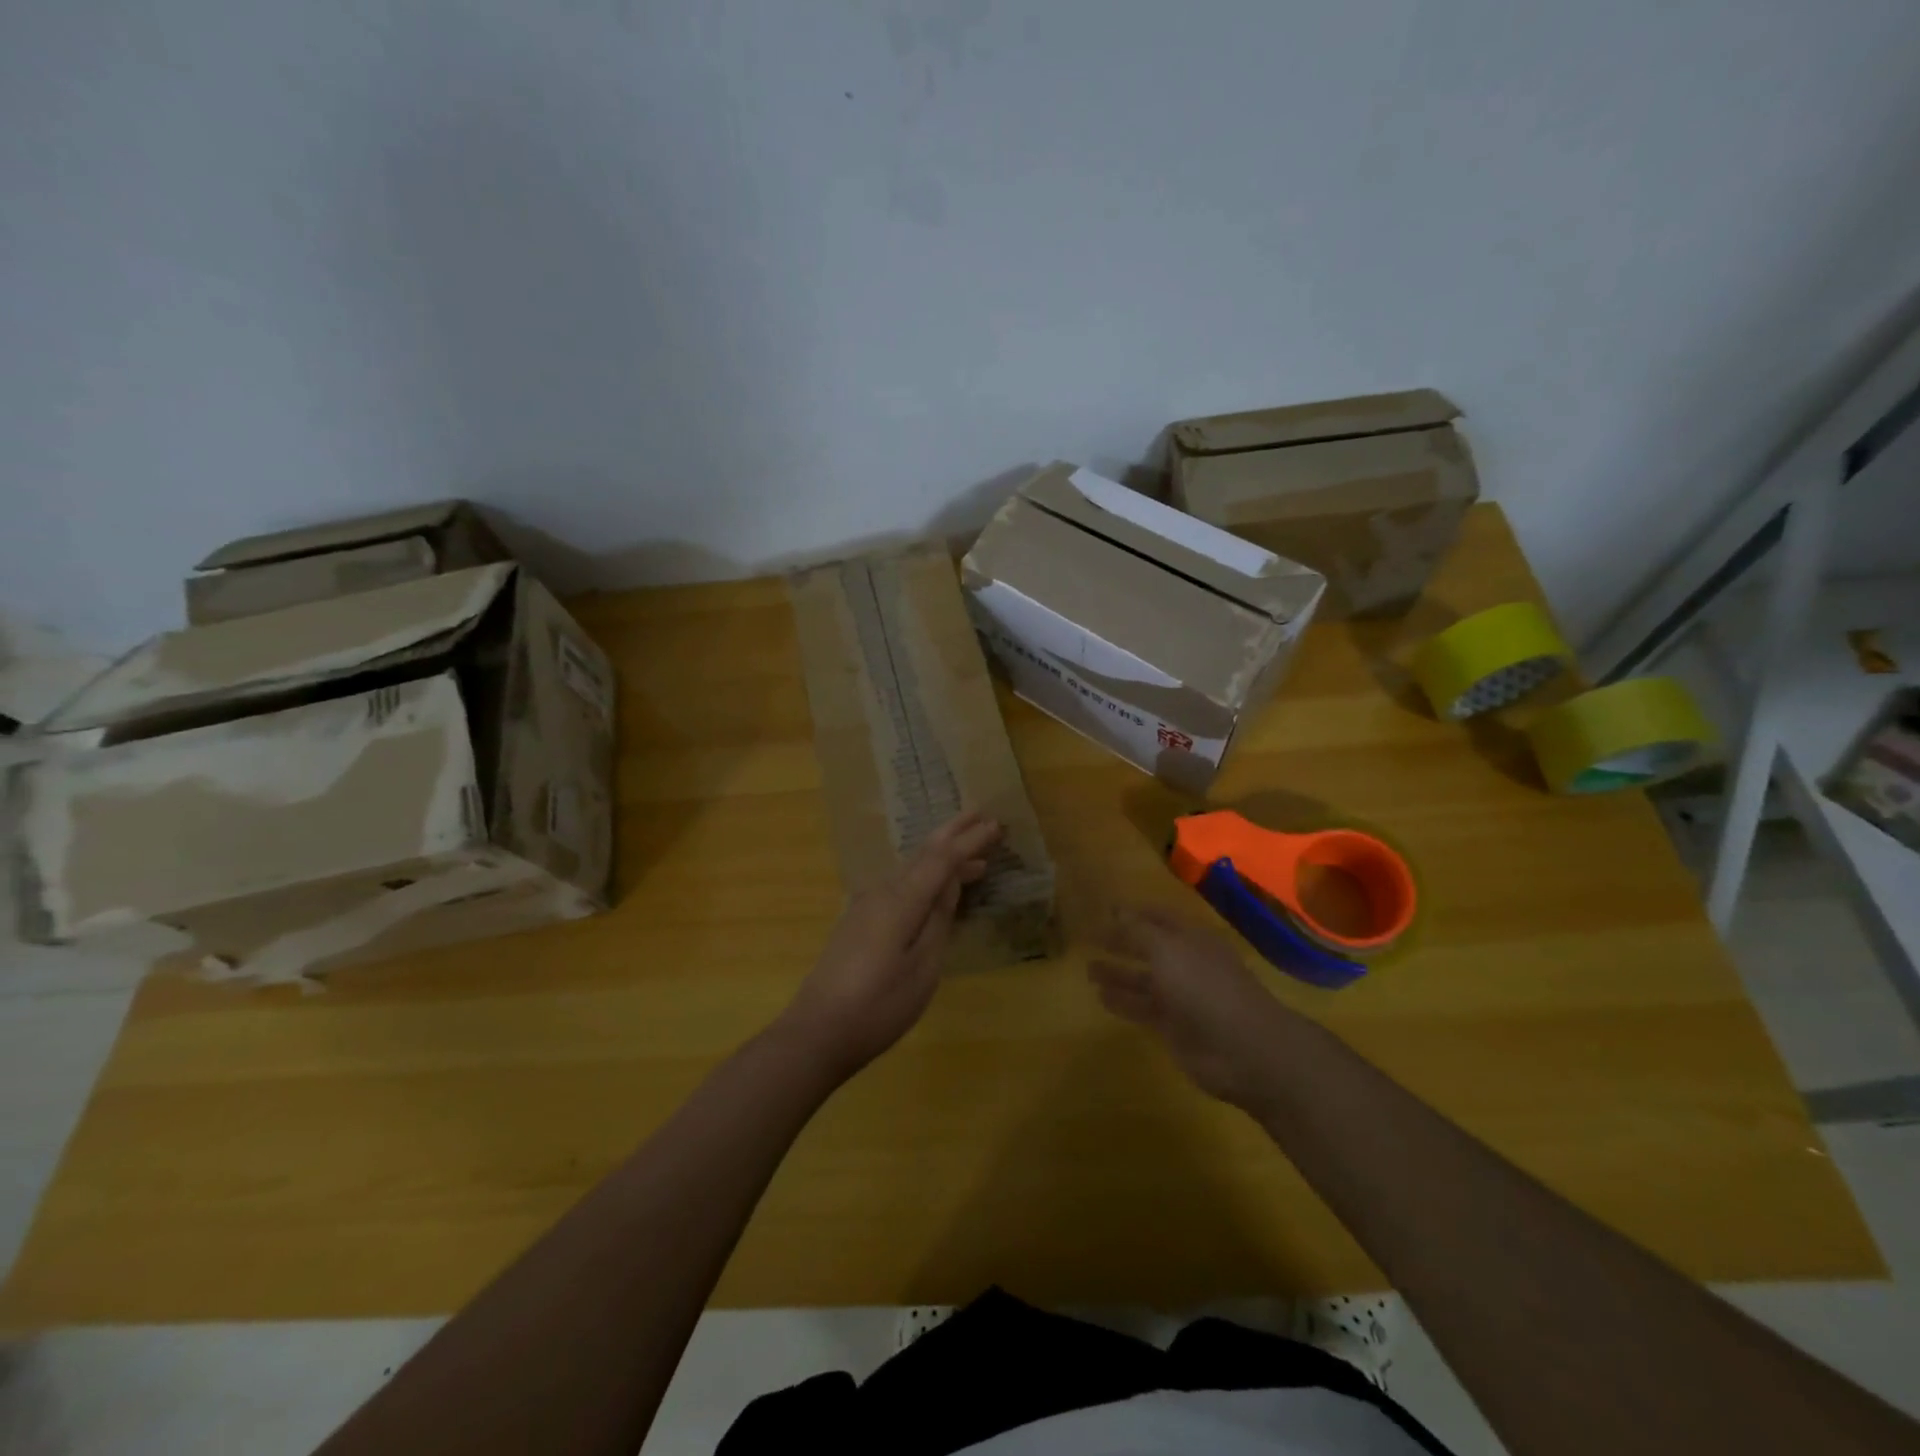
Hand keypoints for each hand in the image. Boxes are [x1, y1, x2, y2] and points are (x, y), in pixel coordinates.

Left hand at [779, 811, 1003, 1078]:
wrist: (817, 1032)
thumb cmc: (878, 1006)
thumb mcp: (922, 967)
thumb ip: (938, 919)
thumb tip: (951, 881)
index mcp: (900, 900)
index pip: (942, 859)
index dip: (970, 841)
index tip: (997, 824)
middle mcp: (881, 892)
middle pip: (923, 853)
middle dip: (954, 833)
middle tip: (982, 815)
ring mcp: (866, 905)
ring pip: (912, 868)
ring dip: (943, 857)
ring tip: (975, 858)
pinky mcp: (860, 921)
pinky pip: (901, 885)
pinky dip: (926, 877)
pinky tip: (937, 889)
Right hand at [1089, 908, 1297, 1110]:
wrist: (1243, 1049)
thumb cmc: (1204, 987)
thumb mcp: (1166, 950)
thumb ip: (1137, 931)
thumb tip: (1114, 908)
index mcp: (1190, 938)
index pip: (1158, 917)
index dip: (1132, 913)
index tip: (1103, 911)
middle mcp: (1186, 963)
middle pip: (1149, 948)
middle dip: (1121, 943)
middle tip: (1089, 940)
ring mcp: (1182, 997)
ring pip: (1144, 980)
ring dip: (1118, 974)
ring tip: (1087, 970)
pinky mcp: (1175, 1027)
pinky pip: (1143, 1009)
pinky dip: (1123, 1002)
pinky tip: (1100, 998)